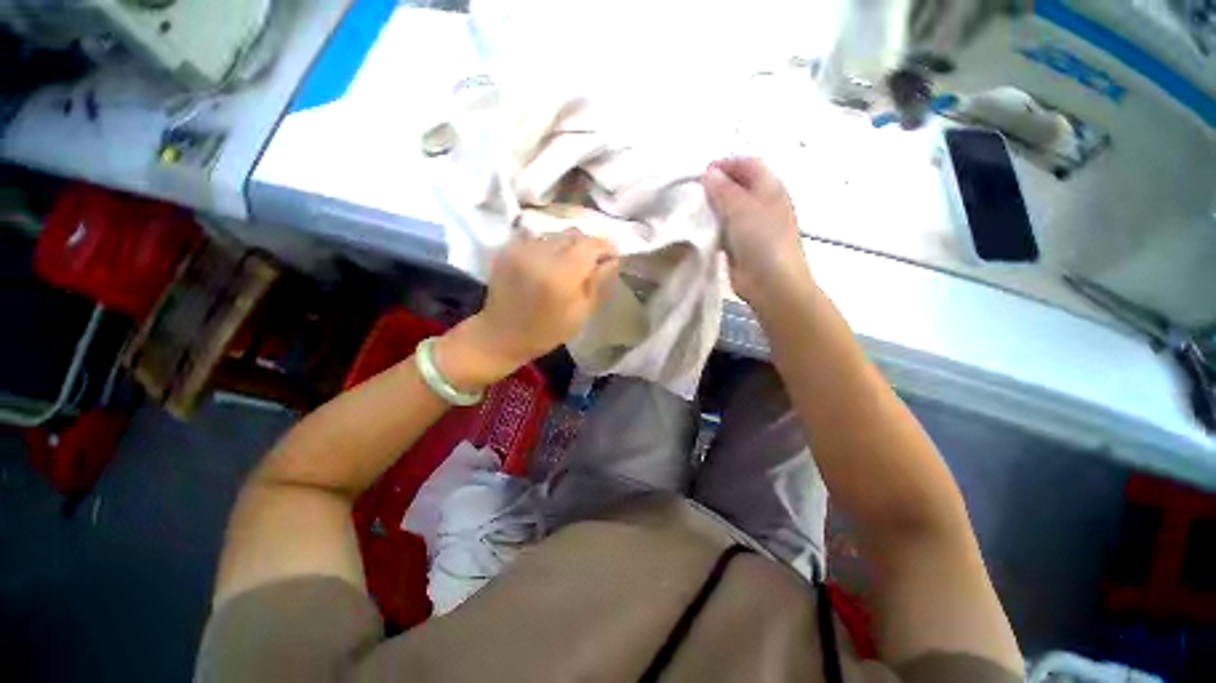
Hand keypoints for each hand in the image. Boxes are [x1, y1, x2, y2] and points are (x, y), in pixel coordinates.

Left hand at [437, 230, 617, 389]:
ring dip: (567, 247)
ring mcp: (521, 249)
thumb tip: (612, 259)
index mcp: (561, 276)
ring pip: (555, 236)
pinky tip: (547, 267)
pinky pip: (538, 240)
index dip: (605, 246)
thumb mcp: (581, 313)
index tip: (612, 254)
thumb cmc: (547, 332)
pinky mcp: (508, 249)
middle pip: (573, 235)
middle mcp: (540, 255)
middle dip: (586, 246)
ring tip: (567, 265)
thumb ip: (598, 282)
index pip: (590, 245)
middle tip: (591, 262)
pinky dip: (548, 249)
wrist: (501, 335)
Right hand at [703, 158, 813, 305]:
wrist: (771, 283)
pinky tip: (697, 231)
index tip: (702, 172)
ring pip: (727, 210)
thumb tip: (709, 172)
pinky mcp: (739, 246)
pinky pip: (723, 231)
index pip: (748, 165)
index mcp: (770, 188)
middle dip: (715, 187)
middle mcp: (761, 204)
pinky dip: (711, 229)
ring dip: (711, 209)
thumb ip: (723, 189)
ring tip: (690, 211)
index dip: (726, 164)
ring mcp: (751, 227)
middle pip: (736, 187)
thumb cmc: (762, 240)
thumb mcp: (741, 209)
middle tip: (693, 193)